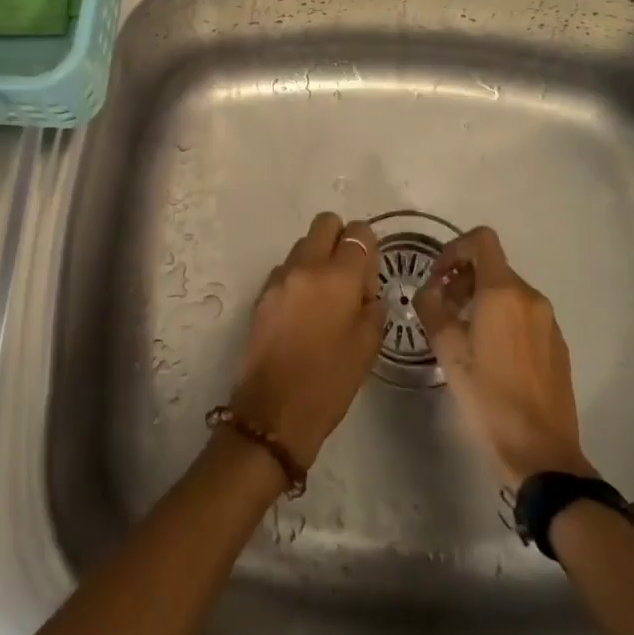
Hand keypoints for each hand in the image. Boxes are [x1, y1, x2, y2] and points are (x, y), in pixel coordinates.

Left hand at [227, 212, 384, 467]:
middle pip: (325, 223)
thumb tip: (365, 287)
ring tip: (324, 297)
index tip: (369, 272)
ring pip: (303, 245)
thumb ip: (371, 304)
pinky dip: (298, 278)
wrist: (274, 411)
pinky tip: (303, 312)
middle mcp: (306, 266)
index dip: (368, 245)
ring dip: (317, 258)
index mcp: (338, 276)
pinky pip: (286, 269)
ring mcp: (279, 278)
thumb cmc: (330, 381)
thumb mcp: (369, 345)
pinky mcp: (262, 294)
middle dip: (340, 238)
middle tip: (347, 274)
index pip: (358, 233)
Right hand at [414, 226, 596, 485]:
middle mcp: (531, 297)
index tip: (437, 276)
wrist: (542, 453)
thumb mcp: (448, 351)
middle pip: (493, 266)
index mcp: (503, 292)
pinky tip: (490, 355)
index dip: (454, 248)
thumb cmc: (489, 397)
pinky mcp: (558, 344)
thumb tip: (429, 290)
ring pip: (508, 292)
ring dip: (480, 299)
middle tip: (442, 310)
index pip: (481, 240)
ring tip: (462, 335)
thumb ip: (432, 309)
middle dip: (462, 279)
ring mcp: (548, 321)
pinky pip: (524, 315)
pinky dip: (502, 318)